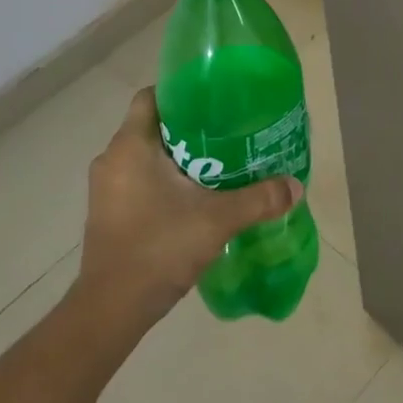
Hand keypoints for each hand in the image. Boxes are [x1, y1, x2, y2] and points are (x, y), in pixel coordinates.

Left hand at [78, 88, 300, 333]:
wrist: (111, 310)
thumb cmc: (158, 248)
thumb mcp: (217, 220)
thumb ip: (259, 199)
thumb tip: (295, 185)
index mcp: (130, 146)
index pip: (151, 98)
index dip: (181, 92)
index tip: (214, 99)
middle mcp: (112, 160)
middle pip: (153, 127)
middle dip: (189, 128)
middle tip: (228, 132)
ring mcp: (106, 189)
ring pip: (146, 156)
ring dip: (178, 157)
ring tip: (219, 163)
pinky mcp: (109, 213)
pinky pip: (139, 181)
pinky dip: (165, 181)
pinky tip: (196, 196)